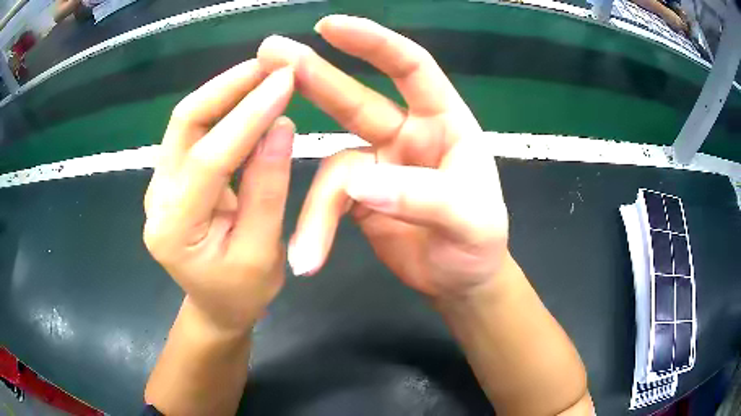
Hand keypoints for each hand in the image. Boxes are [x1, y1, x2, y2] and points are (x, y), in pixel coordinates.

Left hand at [143, 60, 294, 332]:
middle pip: (185, 125)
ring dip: (225, 90)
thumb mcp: (261, 253)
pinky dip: (223, 108)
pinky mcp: (172, 177)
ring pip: (187, 121)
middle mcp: (157, 199)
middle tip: (271, 64)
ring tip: (265, 72)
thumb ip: (267, 190)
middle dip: (228, 86)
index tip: (285, 81)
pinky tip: (249, 96)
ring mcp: (160, 184)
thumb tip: (281, 126)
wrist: (215, 307)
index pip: (208, 159)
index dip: (247, 116)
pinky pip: (194, 132)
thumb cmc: (241, 293)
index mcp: (174, 228)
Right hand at [258, 15, 508, 298]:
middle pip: (355, 98)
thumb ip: (425, 197)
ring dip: (315, 207)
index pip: (412, 67)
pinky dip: (317, 227)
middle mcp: (406, 134)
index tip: (331, 26)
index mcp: (444, 122)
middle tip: (270, 53)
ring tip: (302, 250)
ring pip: (333, 167)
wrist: (462, 281)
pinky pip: (329, 202)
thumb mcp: (470, 220)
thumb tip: (360, 185)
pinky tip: (308, 256)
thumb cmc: (480, 244)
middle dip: (314, 76)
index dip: (374, 42)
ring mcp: (378, 165)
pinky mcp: (358, 198)